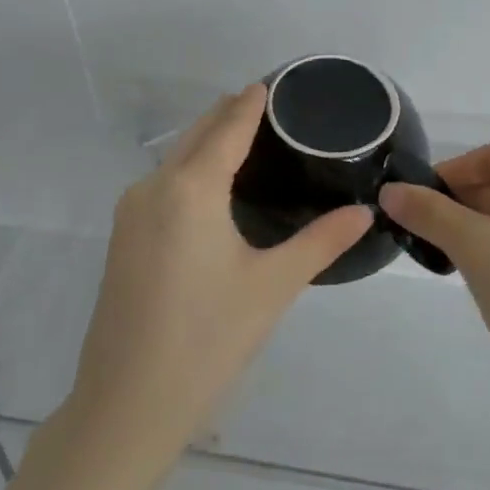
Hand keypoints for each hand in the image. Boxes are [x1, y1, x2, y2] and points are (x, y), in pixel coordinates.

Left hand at [65, 85, 372, 455]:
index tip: (277, 81)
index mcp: (190, 188)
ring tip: (254, 140)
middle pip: (198, 132)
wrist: (126, 407)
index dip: (253, 101)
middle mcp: (154, 187)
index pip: (228, 125)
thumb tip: (366, 212)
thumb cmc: (207, 339)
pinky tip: (218, 185)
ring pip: (177, 156)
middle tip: (277, 109)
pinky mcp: (123, 237)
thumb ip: (323, 240)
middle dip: (233, 113)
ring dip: (211, 139)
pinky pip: (164, 181)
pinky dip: (193, 166)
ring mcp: (131, 212)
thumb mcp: (273, 286)